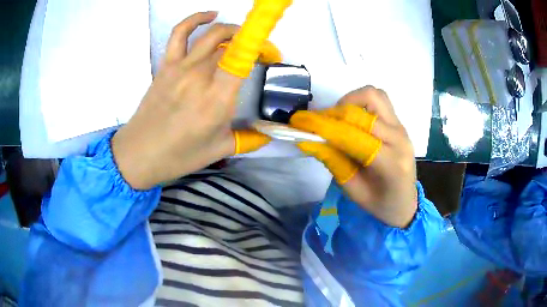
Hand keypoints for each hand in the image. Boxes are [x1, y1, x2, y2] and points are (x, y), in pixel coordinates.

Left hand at [111, 12, 272, 189]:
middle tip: (258, 55)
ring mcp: (181, 66)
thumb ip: (248, 139)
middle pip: (232, 43)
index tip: (272, 55)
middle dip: (251, 43)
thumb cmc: (180, 155)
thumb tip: (267, 135)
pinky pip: (180, 32)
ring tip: (240, 35)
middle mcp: (201, 75)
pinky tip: (210, 16)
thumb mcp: (220, 150)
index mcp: (217, 97)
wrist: (140, 153)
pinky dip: (196, 18)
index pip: (244, 58)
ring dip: (231, 29)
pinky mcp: (167, 64)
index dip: (263, 48)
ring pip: (211, 33)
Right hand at [290, 86, 417, 227]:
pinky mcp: (398, 121)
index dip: (324, 127)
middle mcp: (399, 139)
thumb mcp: (353, 191)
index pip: (353, 136)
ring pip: (372, 95)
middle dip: (331, 114)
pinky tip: (352, 118)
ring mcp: (401, 127)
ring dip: (349, 102)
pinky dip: (359, 102)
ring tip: (337, 119)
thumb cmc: (380, 203)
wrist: (405, 202)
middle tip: (314, 123)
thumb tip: (309, 139)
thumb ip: (334, 162)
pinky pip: (378, 99)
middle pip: (361, 112)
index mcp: (390, 163)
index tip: (301, 123)